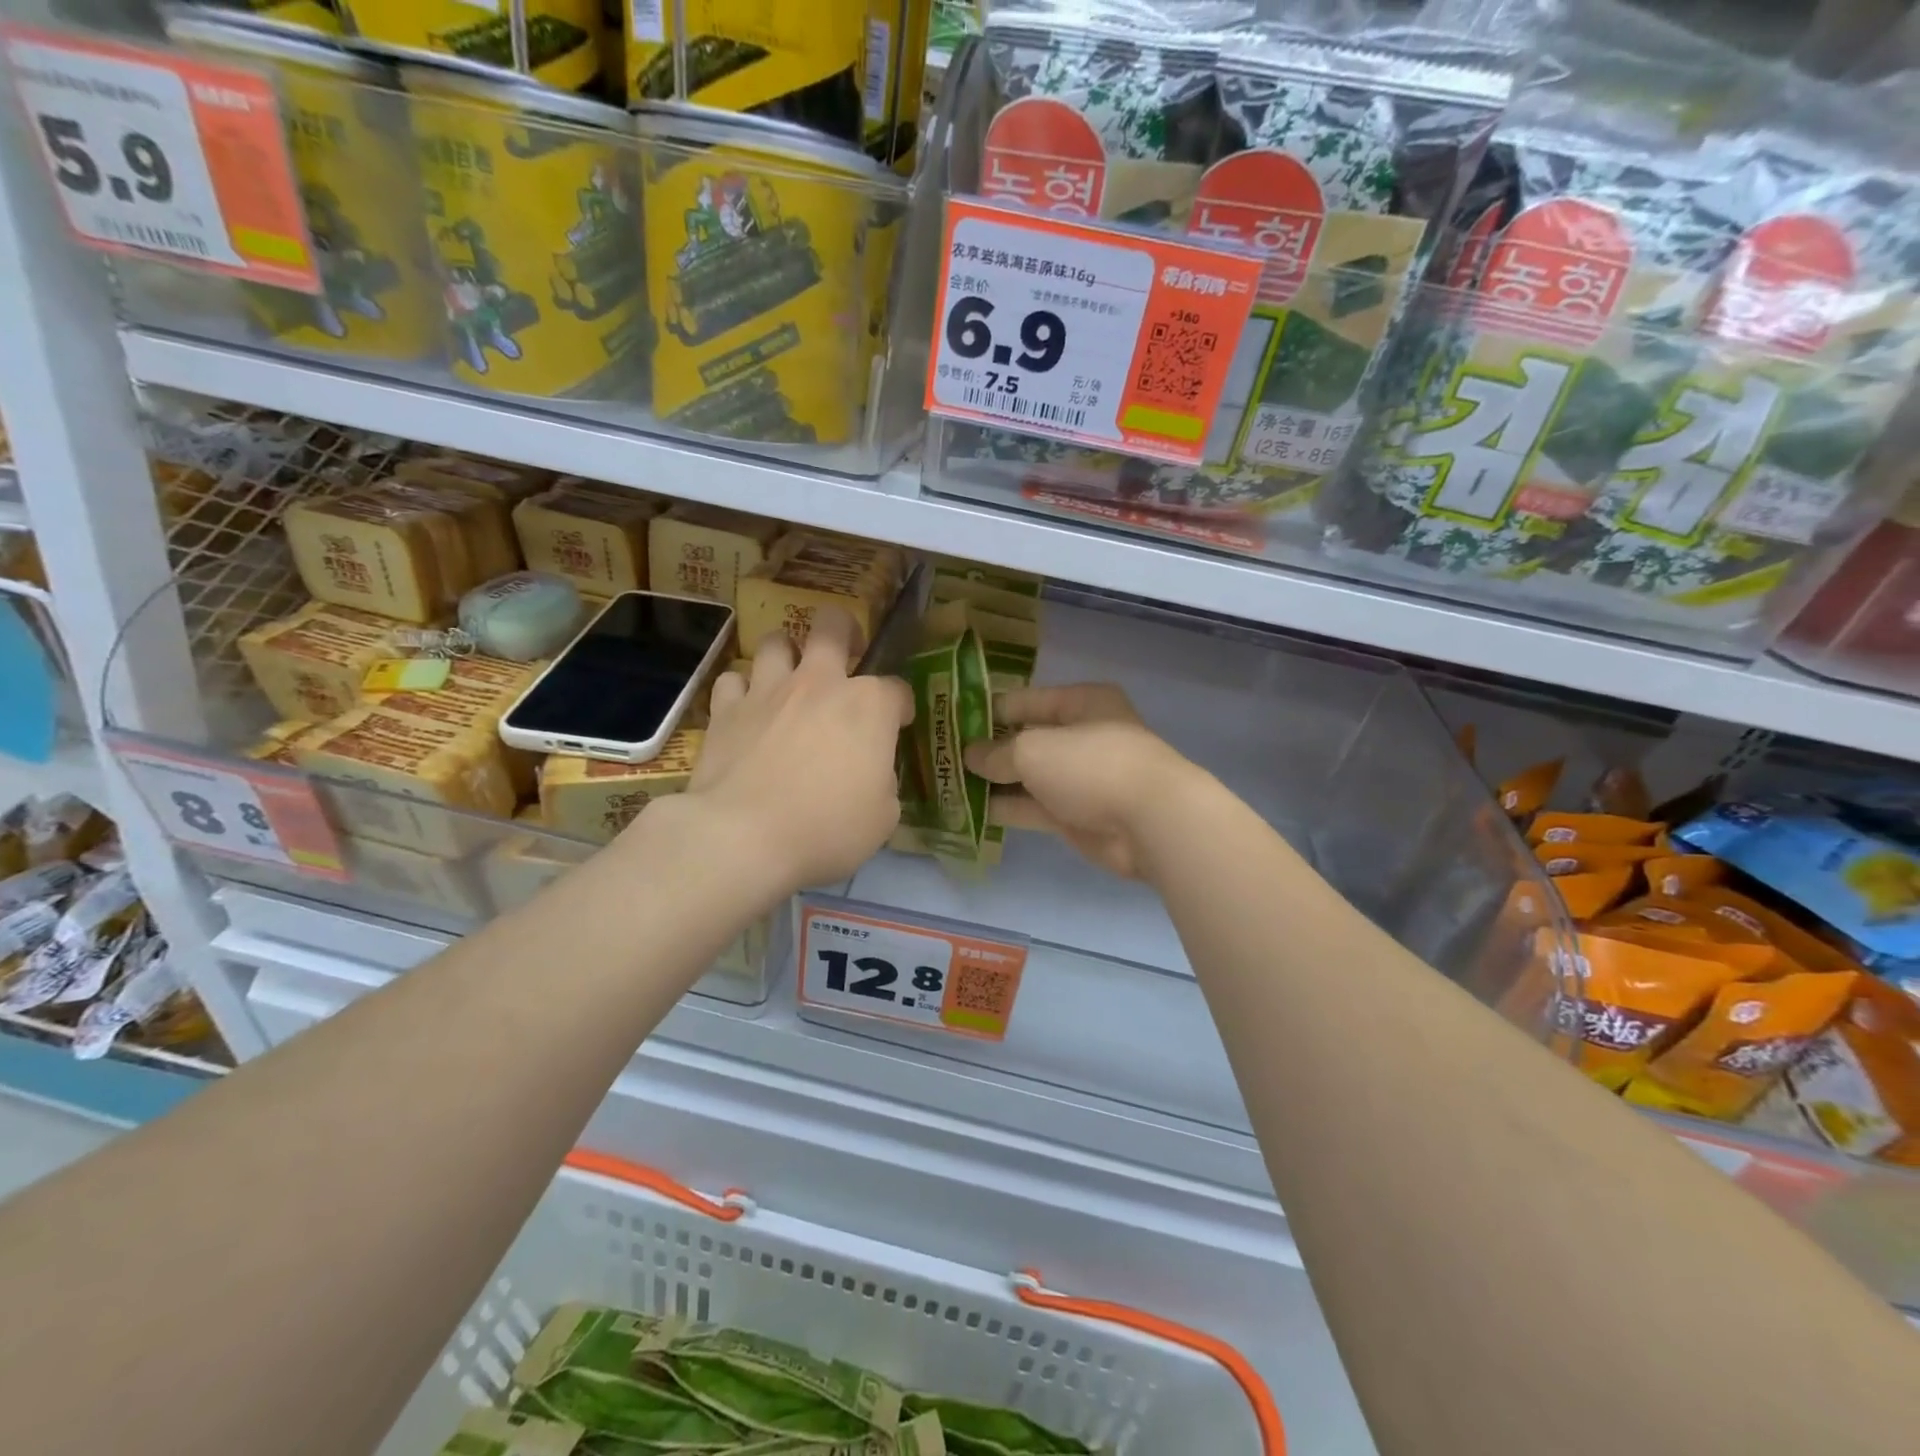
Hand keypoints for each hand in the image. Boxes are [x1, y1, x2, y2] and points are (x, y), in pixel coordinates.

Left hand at [680, 607, 912, 893]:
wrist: (744, 836)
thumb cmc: (827, 827)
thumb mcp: (883, 817)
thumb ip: (883, 782)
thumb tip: (872, 775)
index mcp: (869, 706)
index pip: (897, 690)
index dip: (901, 707)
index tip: (898, 725)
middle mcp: (820, 683)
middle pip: (833, 625)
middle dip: (845, 630)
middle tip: (846, 653)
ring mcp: (768, 690)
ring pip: (776, 640)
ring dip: (787, 653)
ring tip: (790, 676)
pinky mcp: (726, 709)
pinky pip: (733, 679)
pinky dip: (742, 689)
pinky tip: (746, 708)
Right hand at [964, 684, 1197, 879]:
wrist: (1150, 823)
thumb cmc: (1092, 765)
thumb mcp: (1034, 750)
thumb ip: (997, 753)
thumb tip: (970, 756)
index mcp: (1081, 703)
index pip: (1023, 701)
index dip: (986, 711)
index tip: (949, 724)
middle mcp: (1080, 736)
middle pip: (1024, 739)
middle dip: (986, 749)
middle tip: (940, 757)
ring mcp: (1078, 779)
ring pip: (1026, 777)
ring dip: (991, 781)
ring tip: (945, 784)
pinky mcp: (1075, 815)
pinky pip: (1032, 807)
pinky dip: (1004, 809)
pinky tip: (967, 811)